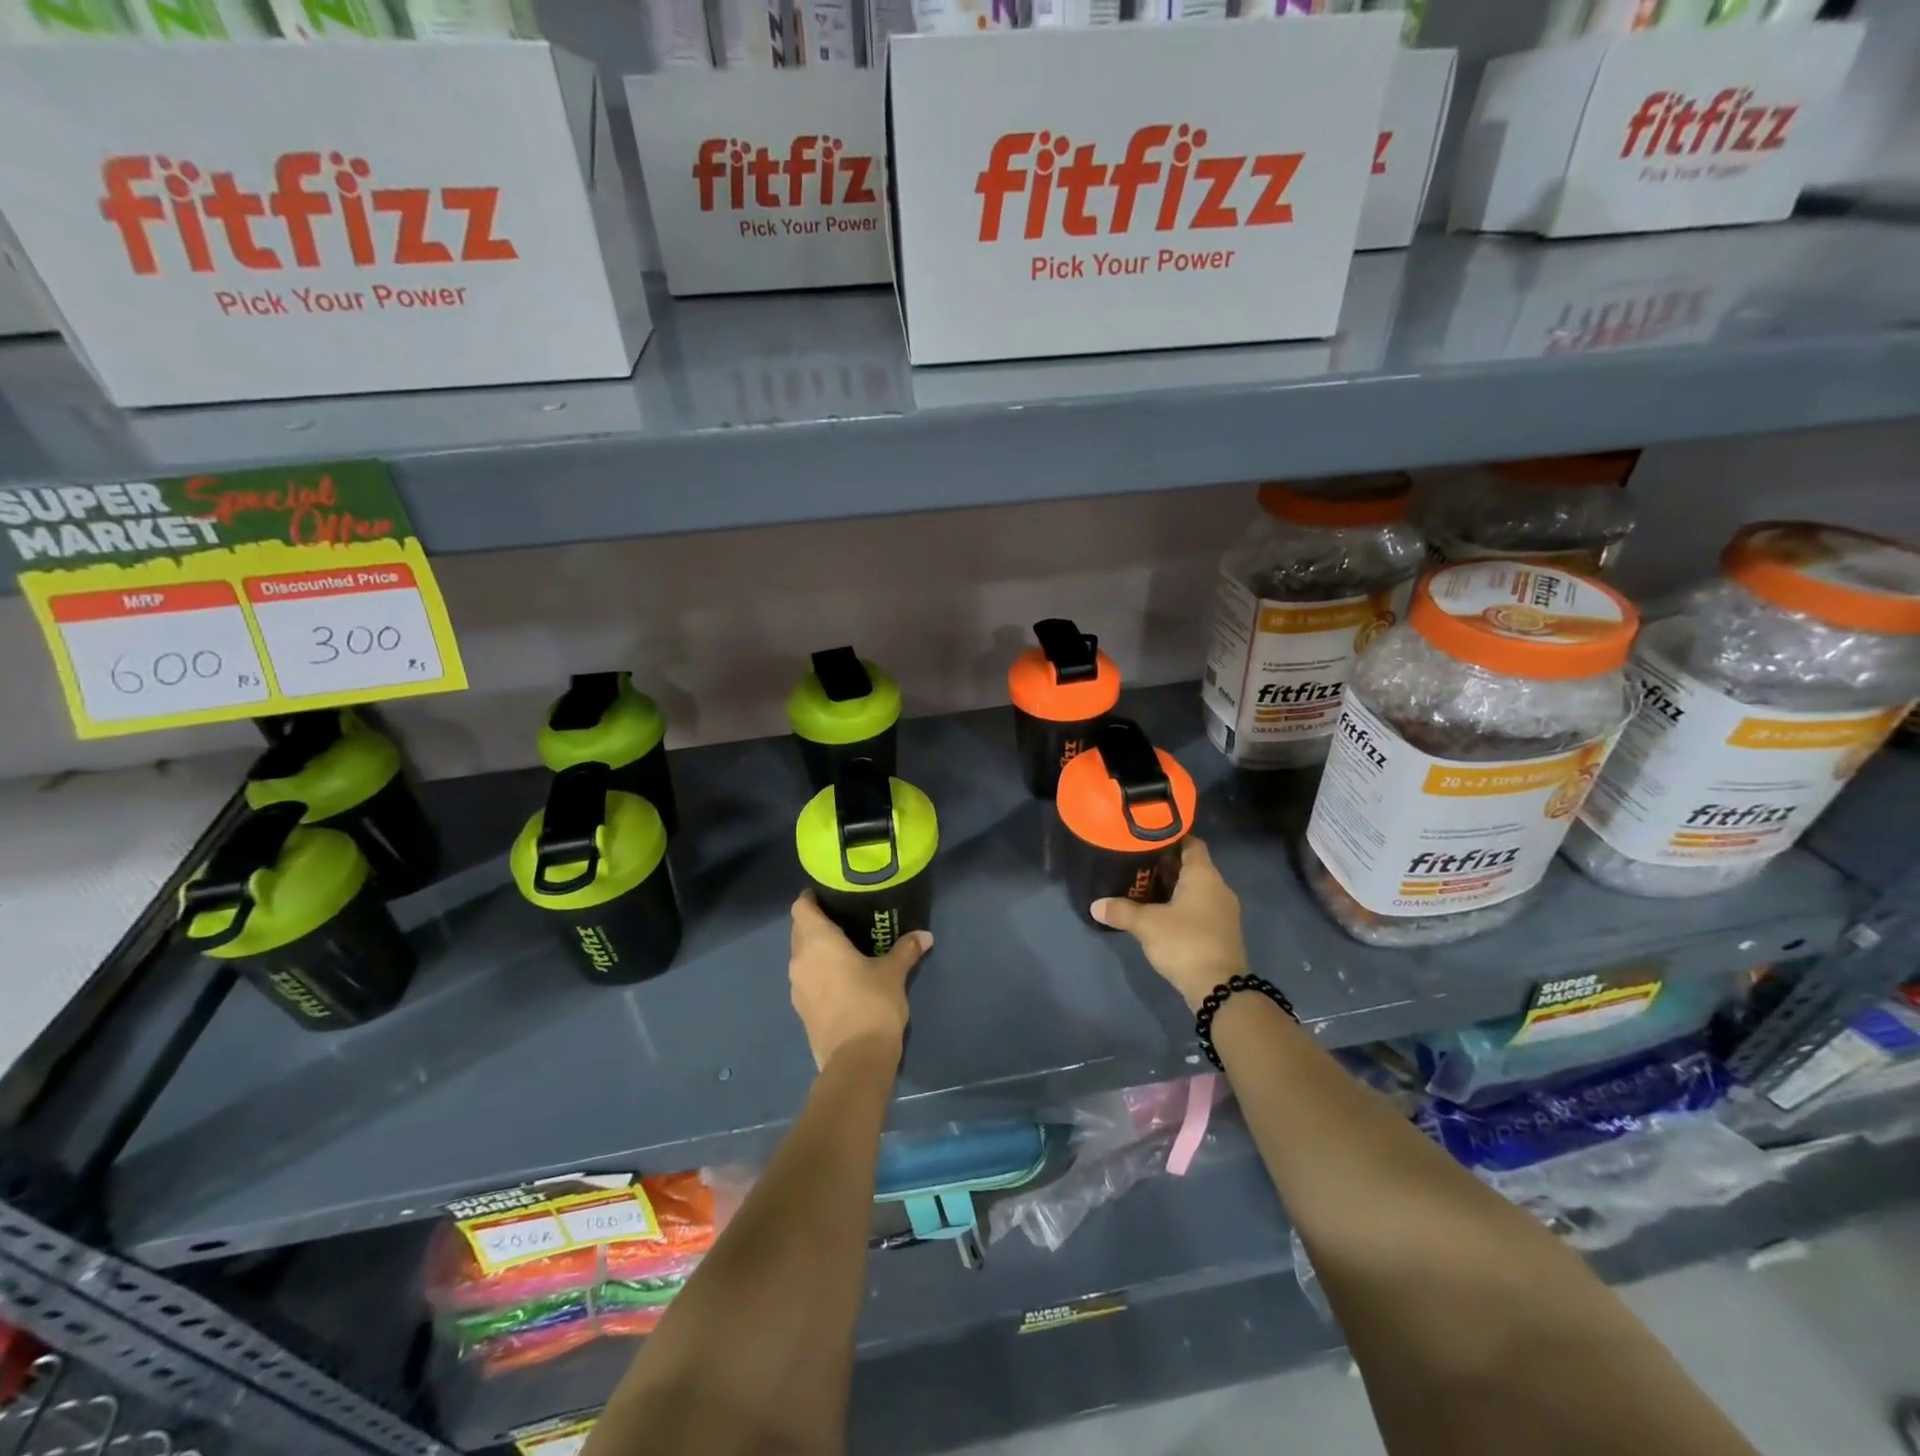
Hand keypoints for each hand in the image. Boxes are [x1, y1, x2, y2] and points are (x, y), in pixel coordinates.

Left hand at [788, 891, 931, 1069]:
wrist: (856, 1060)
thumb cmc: (872, 1003)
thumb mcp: (894, 972)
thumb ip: (905, 950)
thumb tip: (924, 936)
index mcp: (817, 942)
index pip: (801, 908)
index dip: (810, 898)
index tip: (828, 893)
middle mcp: (800, 960)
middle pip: (799, 930)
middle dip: (816, 922)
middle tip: (844, 917)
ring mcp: (797, 987)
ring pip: (801, 956)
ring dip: (816, 948)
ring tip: (844, 946)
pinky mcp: (802, 1010)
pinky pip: (806, 978)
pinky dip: (818, 971)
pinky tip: (841, 976)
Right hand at [1091, 837, 1246, 1010]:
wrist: (1219, 988)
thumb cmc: (1184, 942)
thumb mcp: (1146, 924)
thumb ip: (1120, 910)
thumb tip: (1095, 905)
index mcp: (1204, 875)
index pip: (1191, 843)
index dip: (1170, 837)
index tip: (1146, 838)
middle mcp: (1218, 887)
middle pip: (1191, 866)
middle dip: (1165, 865)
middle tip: (1135, 863)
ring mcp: (1222, 911)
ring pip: (1195, 889)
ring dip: (1172, 887)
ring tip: (1141, 887)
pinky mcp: (1220, 932)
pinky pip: (1198, 908)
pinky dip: (1180, 906)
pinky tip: (1158, 913)